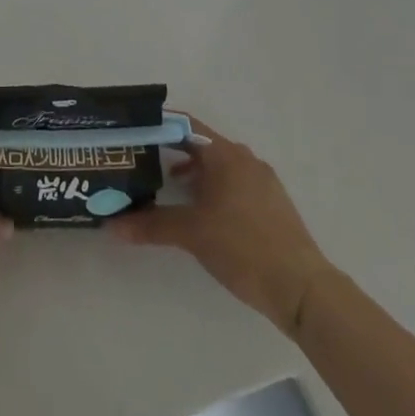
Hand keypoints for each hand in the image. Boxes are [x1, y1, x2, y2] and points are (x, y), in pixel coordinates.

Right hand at [106, 115, 334, 336]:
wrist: (303, 289)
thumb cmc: (243, 247)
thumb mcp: (192, 234)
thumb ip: (151, 224)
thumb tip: (111, 225)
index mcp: (225, 154)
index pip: (183, 125)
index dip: (157, 126)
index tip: (132, 132)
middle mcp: (244, 159)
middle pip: (199, 144)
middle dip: (170, 151)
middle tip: (141, 161)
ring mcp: (261, 181)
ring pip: (217, 166)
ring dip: (191, 172)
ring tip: (166, 188)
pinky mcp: (271, 203)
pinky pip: (233, 183)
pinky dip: (211, 188)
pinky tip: (200, 212)